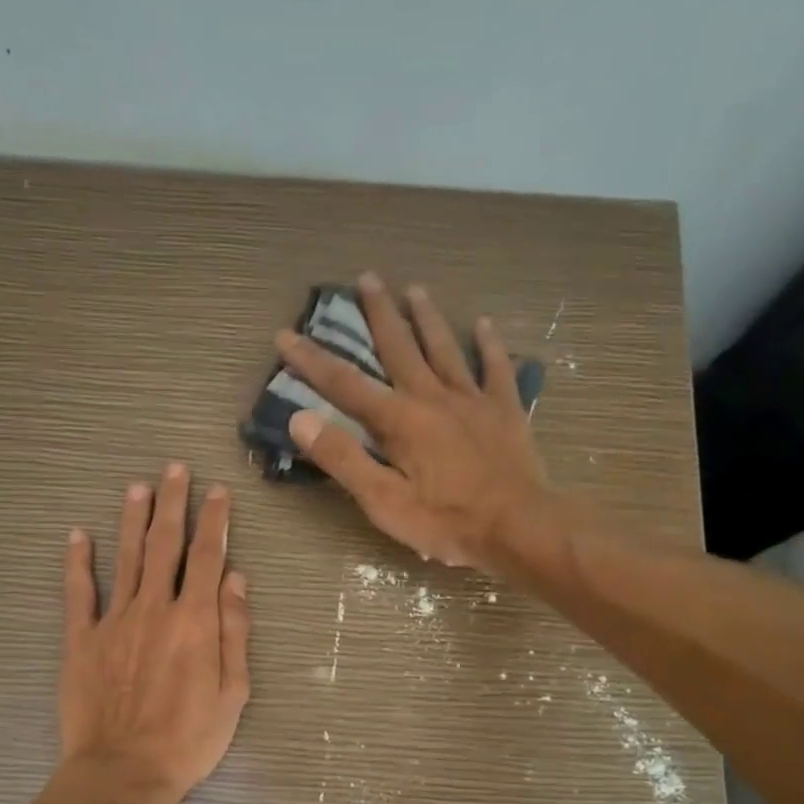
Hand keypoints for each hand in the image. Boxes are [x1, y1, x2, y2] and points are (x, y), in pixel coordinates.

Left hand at [59, 464, 251, 803]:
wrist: (124, 771)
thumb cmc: (189, 739)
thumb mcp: (233, 692)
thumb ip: (234, 631)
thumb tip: (234, 578)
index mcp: (195, 620)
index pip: (207, 557)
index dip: (215, 520)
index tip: (218, 491)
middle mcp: (154, 608)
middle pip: (164, 544)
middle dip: (172, 503)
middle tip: (174, 469)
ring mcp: (113, 621)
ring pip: (125, 558)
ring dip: (132, 519)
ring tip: (137, 487)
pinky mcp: (81, 640)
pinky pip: (78, 593)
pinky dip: (77, 562)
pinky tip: (77, 535)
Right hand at [278, 272, 550, 569]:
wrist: (518, 527)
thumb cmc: (445, 521)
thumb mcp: (383, 501)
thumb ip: (342, 458)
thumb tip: (300, 419)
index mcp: (398, 420)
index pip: (344, 384)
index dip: (311, 360)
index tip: (286, 334)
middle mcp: (432, 397)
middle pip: (399, 347)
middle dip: (379, 313)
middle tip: (367, 277)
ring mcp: (472, 400)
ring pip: (444, 349)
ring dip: (428, 318)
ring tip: (415, 289)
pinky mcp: (505, 410)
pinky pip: (496, 368)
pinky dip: (489, 345)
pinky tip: (483, 324)